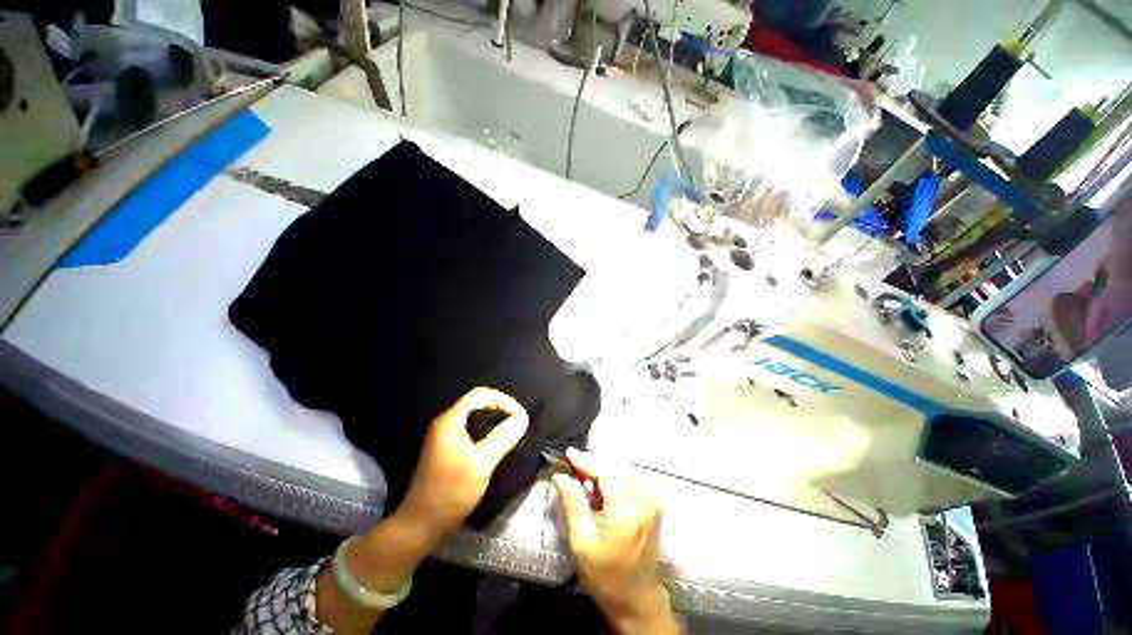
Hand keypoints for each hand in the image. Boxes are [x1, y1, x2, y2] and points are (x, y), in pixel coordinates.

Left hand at [399, 387, 529, 538]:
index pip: (479, 395)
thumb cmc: (451, 492)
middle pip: (475, 401)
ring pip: (472, 414)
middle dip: (499, 406)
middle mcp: (444, 423)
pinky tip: (495, 439)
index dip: (502, 399)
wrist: (420, 524)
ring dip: (493, 416)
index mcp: (450, 421)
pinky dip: (485, 427)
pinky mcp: (444, 447)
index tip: (519, 414)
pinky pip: (468, 426)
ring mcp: (442, 435)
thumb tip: (523, 418)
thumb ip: (503, 438)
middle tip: (517, 420)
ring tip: (510, 427)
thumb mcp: (481, 465)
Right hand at [552, 449, 676, 633]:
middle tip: (571, 466)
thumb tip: (560, 475)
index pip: (605, 472)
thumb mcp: (582, 543)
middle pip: (615, 467)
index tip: (568, 453)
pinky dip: (612, 476)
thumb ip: (573, 504)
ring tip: (582, 475)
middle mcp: (643, 500)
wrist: (637, 598)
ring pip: (622, 470)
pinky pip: (629, 479)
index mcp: (627, 511)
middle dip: (592, 463)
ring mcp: (651, 501)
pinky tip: (599, 485)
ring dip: (602, 468)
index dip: (586, 461)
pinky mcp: (652, 503)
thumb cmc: (606, 576)